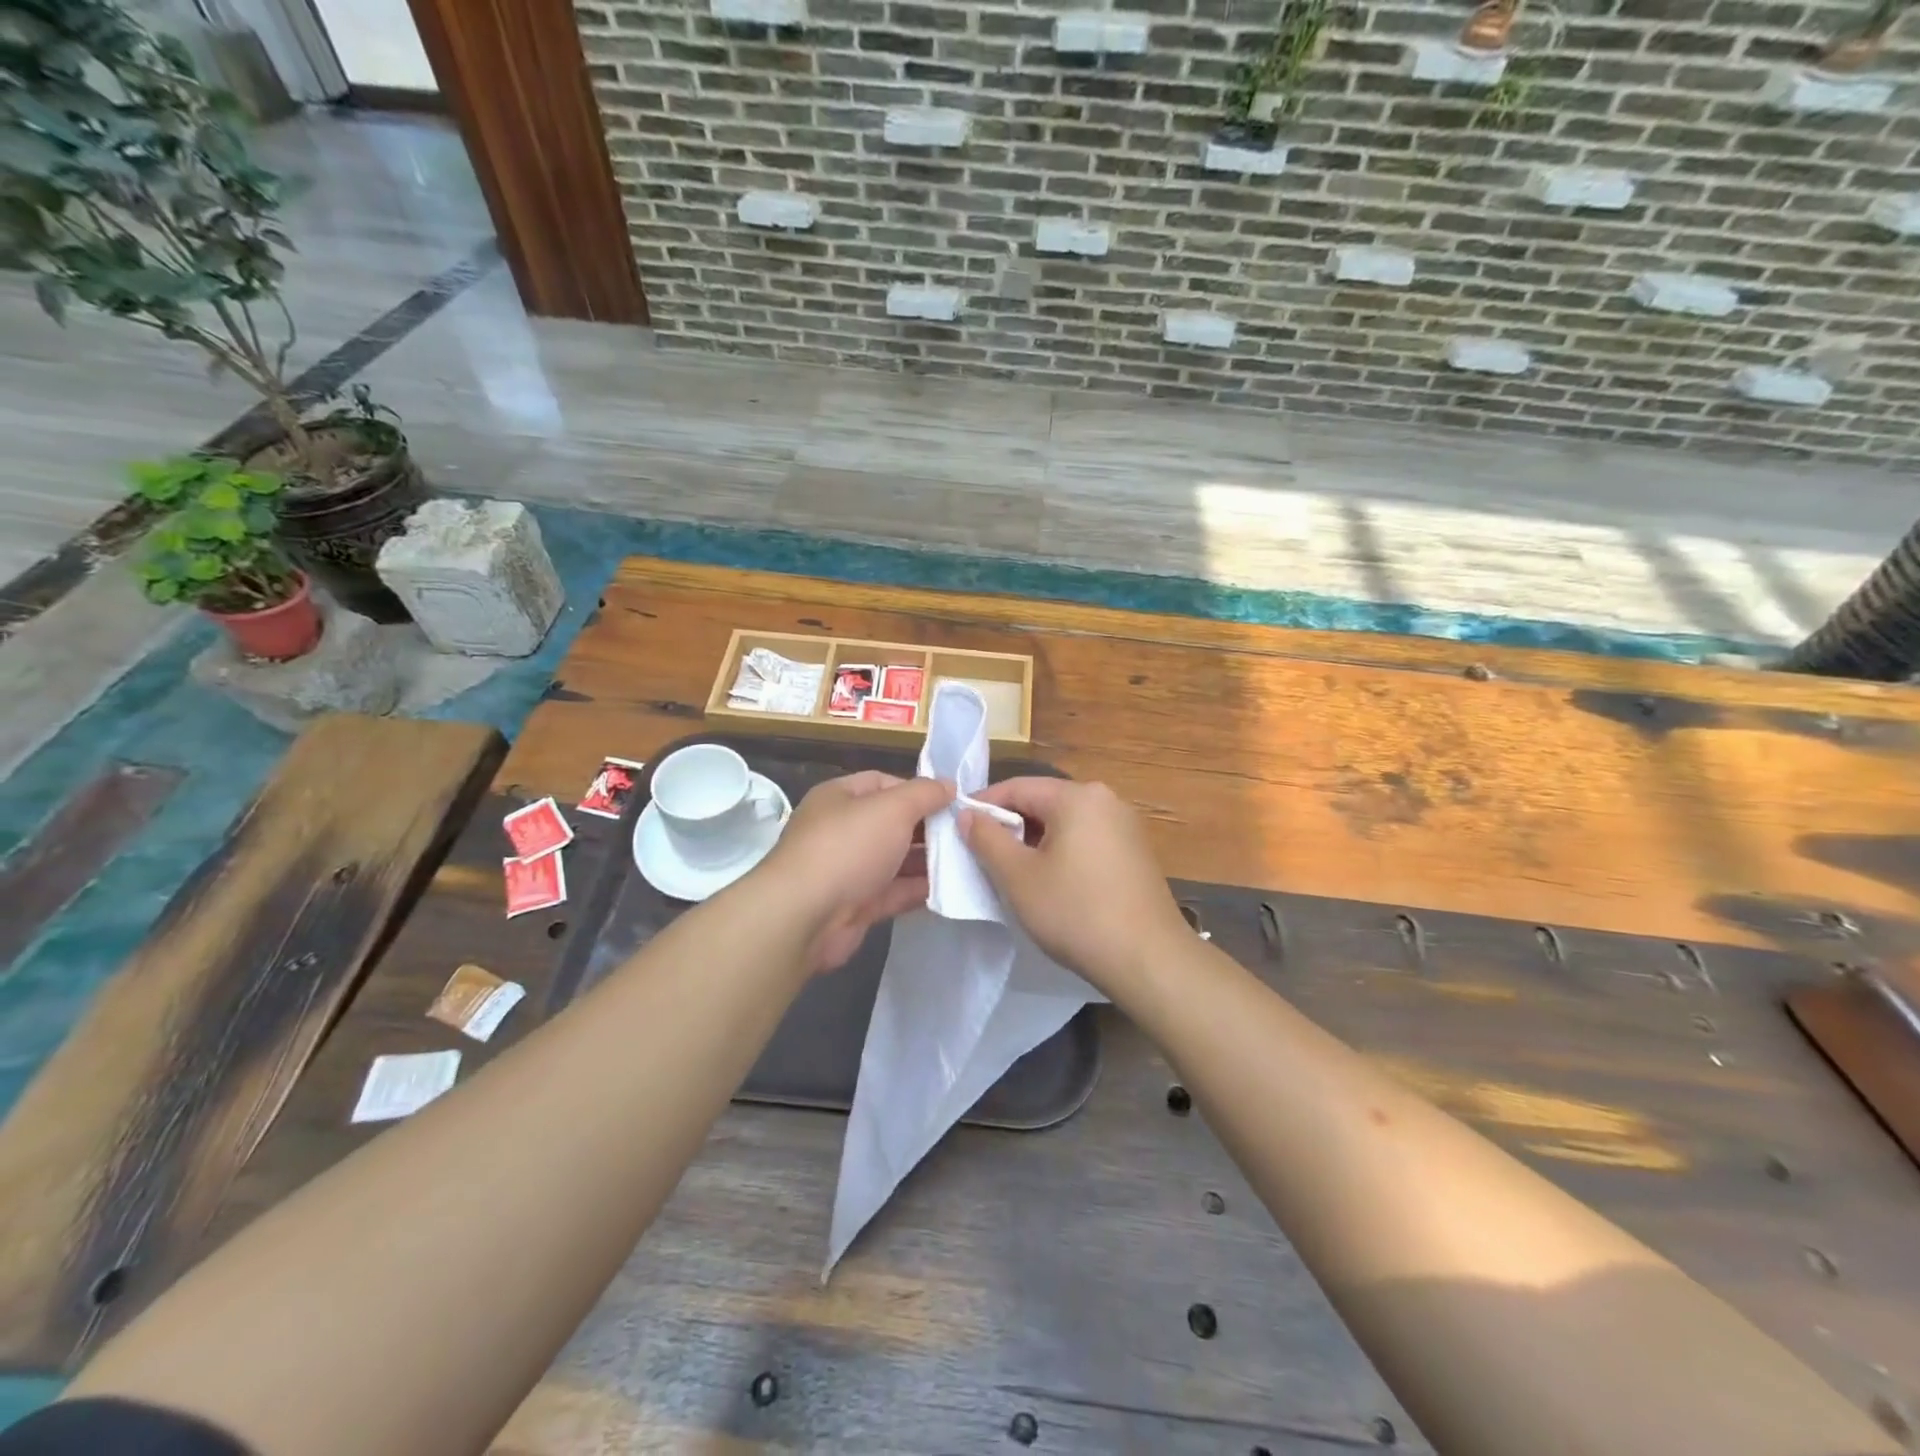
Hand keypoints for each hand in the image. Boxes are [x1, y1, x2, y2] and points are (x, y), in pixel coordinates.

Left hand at [756, 771, 953, 971]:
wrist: (804, 916)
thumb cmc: (848, 847)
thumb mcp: (892, 808)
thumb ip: (924, 794)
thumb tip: (949, 785)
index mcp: (840, 798)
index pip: (883, 783)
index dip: (917, 790)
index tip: (952, 802)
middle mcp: (841, 830)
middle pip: (892, 823)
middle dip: (927, 827)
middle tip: (967, 834)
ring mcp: (847, 870)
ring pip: (894, 860)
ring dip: (927, 861)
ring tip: (968, 861)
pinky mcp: (855, 906)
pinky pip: (893, 892)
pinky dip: (917, 890)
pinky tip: (949, 889)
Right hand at [961, 777, 1188, 997]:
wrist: (1149, 959)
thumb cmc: (1076, 912)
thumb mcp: (1018, 877)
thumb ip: (987, 839)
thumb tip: (967, 814)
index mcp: (1078, 796)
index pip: (1017, 787)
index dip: (983, 806)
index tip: (958, 829)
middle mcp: (1106, 800)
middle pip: (1043, 802)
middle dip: (1010, 826)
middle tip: (982, 855)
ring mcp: (1125, 826)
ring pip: (1065, 823)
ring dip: (1035, 842)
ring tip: (1012, 872)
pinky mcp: (1135, 852)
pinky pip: (1086, 840)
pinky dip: (1062, 852)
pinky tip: (1051, 883)